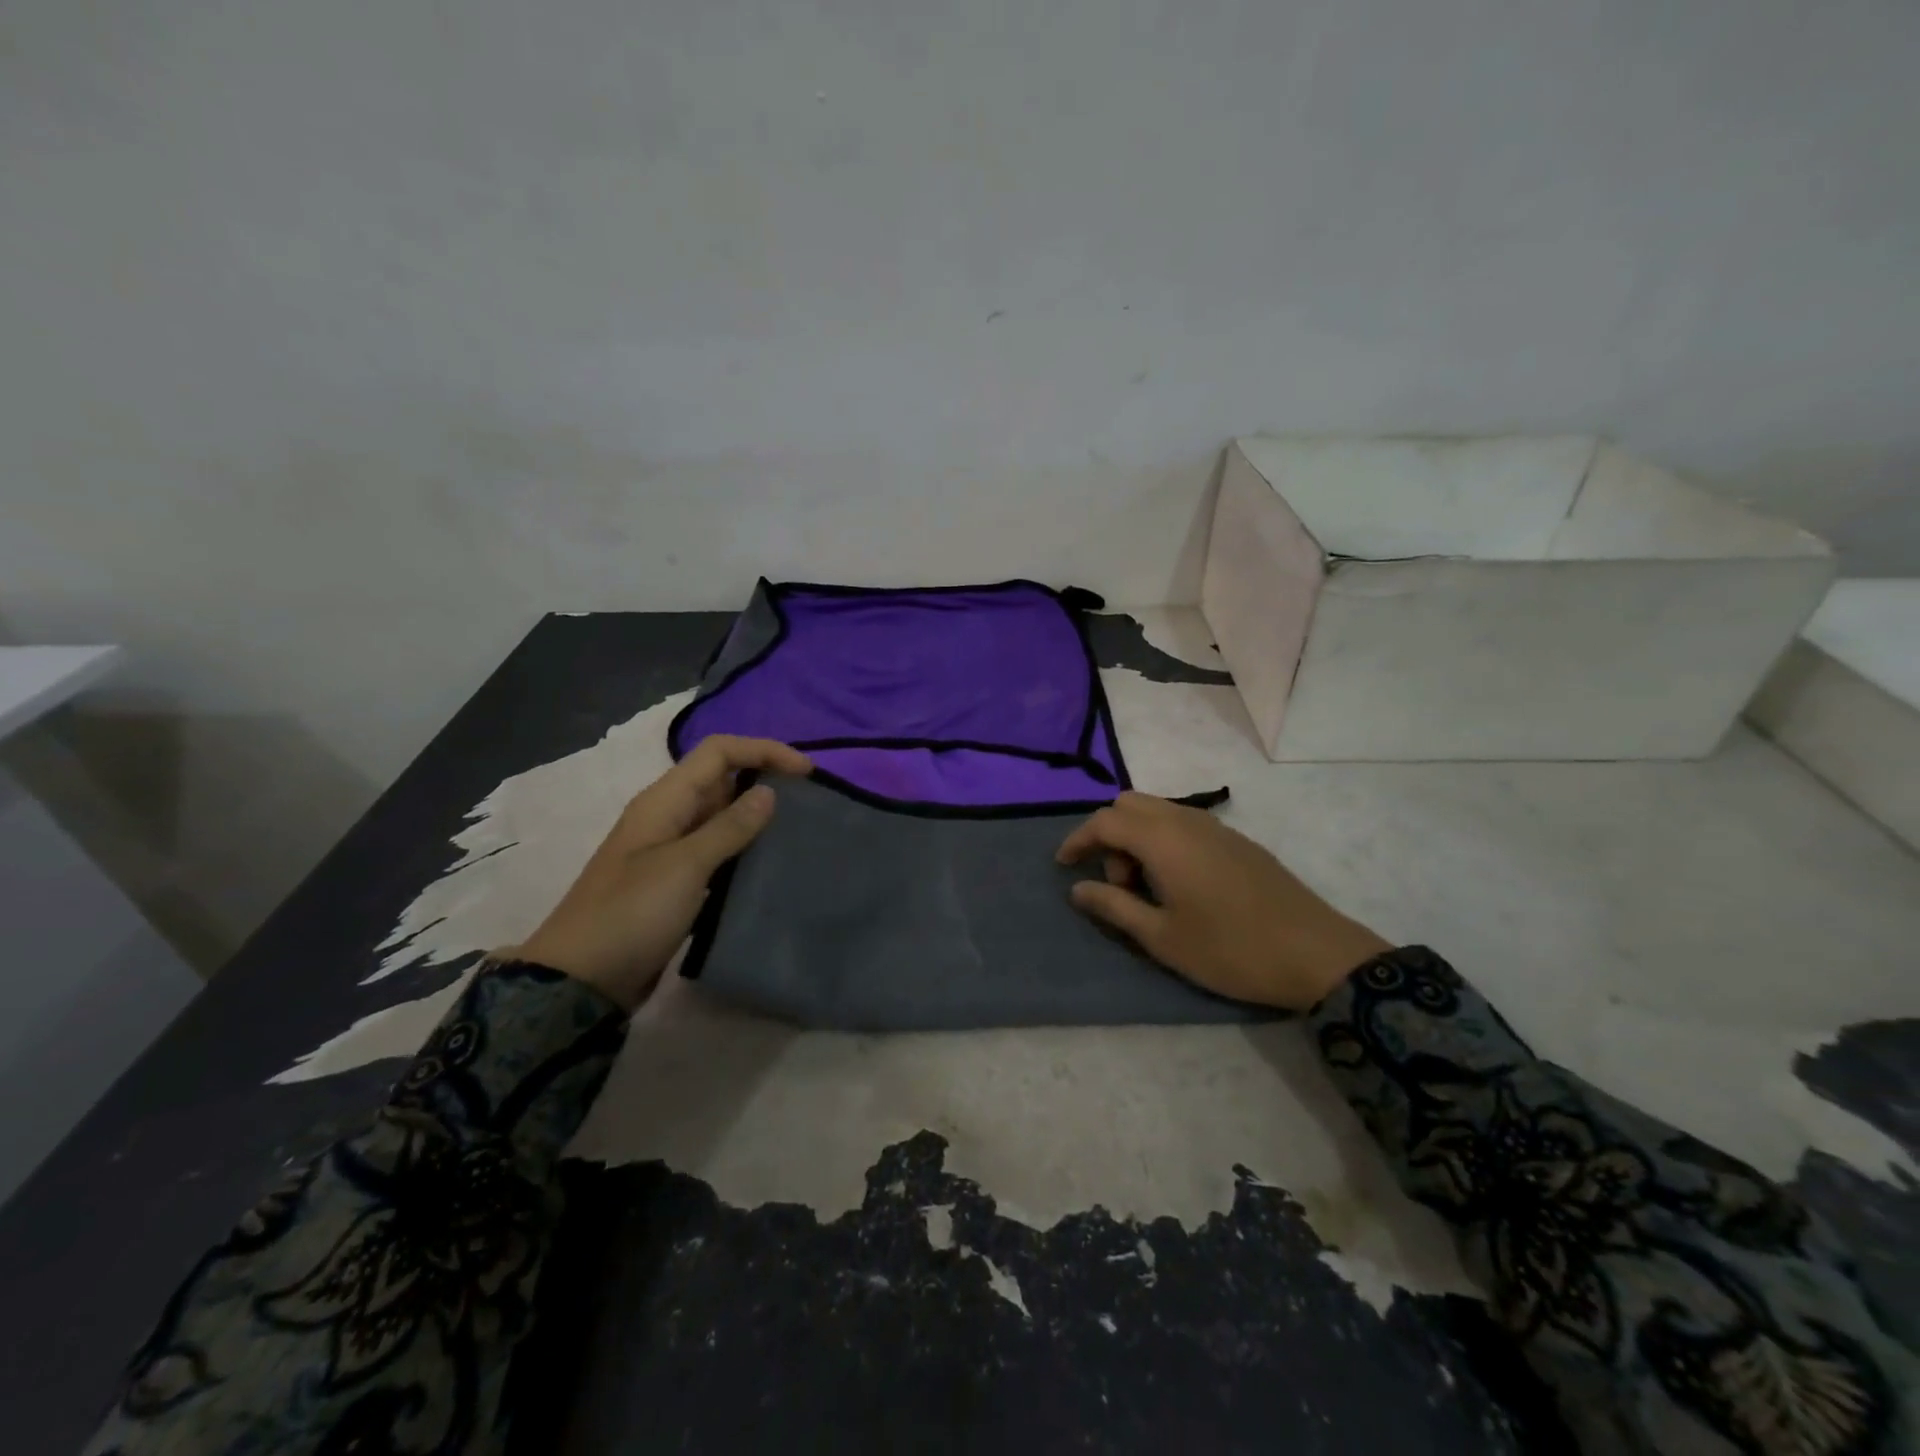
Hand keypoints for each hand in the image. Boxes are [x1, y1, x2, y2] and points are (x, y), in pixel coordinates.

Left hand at [513, 736, 812, 1010]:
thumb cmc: (632, 913)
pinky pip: (720, 852)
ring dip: (758, 817)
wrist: (582, 979)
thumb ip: (730, 827)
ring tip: (800, 831)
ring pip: (723, 817)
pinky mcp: (678, 883)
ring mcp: (672, 851)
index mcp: (664, 801)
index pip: (719, 752)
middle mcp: (669, 817)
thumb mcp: (685, 866)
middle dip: (765, 780)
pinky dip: (746, 850)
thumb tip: (769, 792)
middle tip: (810, 802)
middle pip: (722, 779)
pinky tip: (772, 865)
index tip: (807, 773)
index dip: (764, 751)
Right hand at [1056, 791, 1390, 1011]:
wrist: (1316, 954)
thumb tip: (1078, 889)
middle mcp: (1186, 821)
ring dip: (1138, 839)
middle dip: (1110, 836)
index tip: (1063, 866)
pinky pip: (1184, 824)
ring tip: (1147, 890)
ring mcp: (1216, 828)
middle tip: (1117, 884)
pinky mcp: (1237, 841)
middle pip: (1130, 805)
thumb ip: (1114, 907)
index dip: (1077, 840)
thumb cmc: (1229, 949)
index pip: (1105, 821)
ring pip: (1159, 812)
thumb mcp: (1161, 937)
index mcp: (1163, 838)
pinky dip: (1165, 841)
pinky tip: (1179, 886)